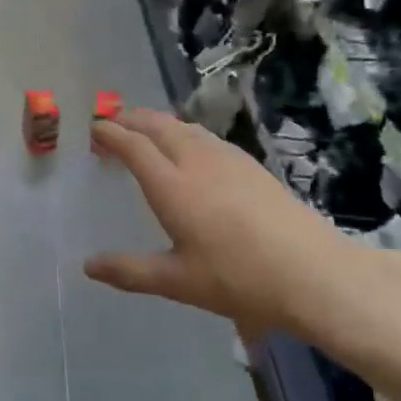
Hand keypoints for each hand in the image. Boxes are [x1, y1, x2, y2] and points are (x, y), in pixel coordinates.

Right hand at [86, 109, 400, 345]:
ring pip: (183, 126)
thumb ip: (129, 271)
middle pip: (156, 125)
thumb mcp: (177, 281)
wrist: (313, 272)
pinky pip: (204, 134)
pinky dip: (182, 130)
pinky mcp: (249, 163)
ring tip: (144, 129)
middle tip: (112, 123)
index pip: (133, 145)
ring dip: (157, 121)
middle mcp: (195, 161)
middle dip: (130, 118)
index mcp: (171, 186)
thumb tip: (87, 266)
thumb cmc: (238, 278)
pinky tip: (188, 146)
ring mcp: (226, 158)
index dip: (110, 133)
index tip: (93, 129)